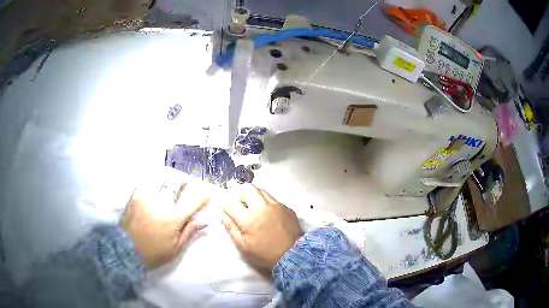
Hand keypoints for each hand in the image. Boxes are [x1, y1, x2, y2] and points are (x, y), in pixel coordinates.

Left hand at [121, 176, 207, 268]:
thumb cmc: (153, 254)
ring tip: (170, 182)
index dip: (202, 196)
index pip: (193, 201)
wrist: (125, 251)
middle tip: (187, 182)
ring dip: (169, 179)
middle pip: (176, 183)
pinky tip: (155, 187)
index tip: (206, 194)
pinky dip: (154, 182)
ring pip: (161, 180)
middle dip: (184, 181)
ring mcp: (146, 197)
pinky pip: (147, 183)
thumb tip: (204, 221)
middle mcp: (161, 203)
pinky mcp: (135, 196)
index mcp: (174, 217)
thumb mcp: (175, 249)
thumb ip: (189, 232)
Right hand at [221, 184, 301, 275]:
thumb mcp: (243, 245)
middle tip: (240, 204)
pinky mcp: (287, 208)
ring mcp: (276, 205)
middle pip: (247, 188)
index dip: (224, 203)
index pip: (230, 202)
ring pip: (261, 191)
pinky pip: (273, 199)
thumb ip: (230, 228)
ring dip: (254, 196)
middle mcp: (261, 207)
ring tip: (253, 207)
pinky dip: (267, 203)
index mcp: (248, 218)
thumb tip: (220, 214)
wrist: (293, 256)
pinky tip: (268, 214)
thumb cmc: (264, 254)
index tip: (224, 207)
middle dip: (240, 193)